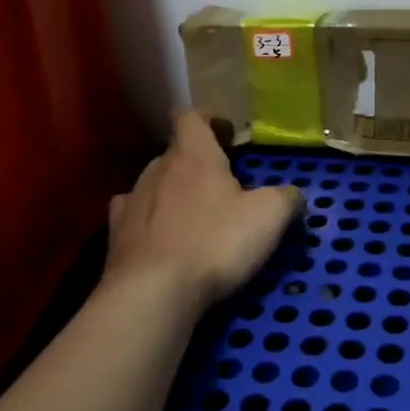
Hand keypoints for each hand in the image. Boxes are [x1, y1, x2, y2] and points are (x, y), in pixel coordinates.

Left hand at [104, 112, 302, 311]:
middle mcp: (158, 169)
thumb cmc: (215, 242)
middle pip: (175, 152)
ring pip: (154, 184)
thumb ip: (286, 197)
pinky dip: (150, 221)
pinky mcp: (116, 237)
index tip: (227, 134)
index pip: (192, 117)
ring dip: (173, 192)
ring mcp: (132, 202)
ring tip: (195, 215)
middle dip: (197, 162)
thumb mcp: (269, 216)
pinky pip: (134, 217)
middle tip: (223, 184)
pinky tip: (163, 237)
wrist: (153, 293)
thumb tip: (293, 194)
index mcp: (193, 155)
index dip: (209, 120)